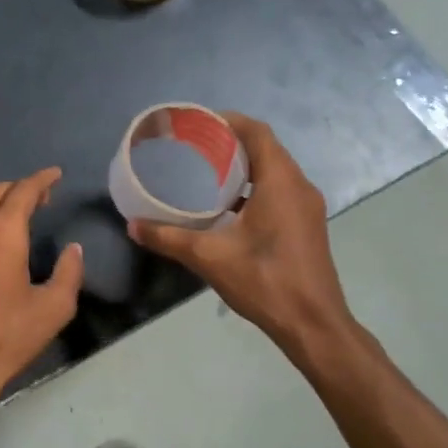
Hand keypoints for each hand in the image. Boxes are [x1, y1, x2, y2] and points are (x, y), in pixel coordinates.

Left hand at [0, 167, 82, 422]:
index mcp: (0, 234)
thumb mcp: (53, 309)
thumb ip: (69, 272)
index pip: (22, 191)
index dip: (41, 179)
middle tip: (40, 198)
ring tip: (13, 218)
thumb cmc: (6, 338)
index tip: (55, 175)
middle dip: (19, 189)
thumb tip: (72, 250)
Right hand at [129, 114, 357, 360]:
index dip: (229, 121)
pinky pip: (279, 190)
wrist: (314, 326)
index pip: (257, 133)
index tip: (199, 123)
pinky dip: (254, 187)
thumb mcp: (209, 257)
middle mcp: (299, 187)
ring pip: (274, 171)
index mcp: (281, 182)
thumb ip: (169, 238)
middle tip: (194, 146)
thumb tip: (133, 226)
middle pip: (266, 148)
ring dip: (244, 166)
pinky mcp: (306, 225)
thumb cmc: (265, 281)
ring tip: (206, 171)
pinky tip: (227, 206)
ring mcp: (306, 207)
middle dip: (231, 142)